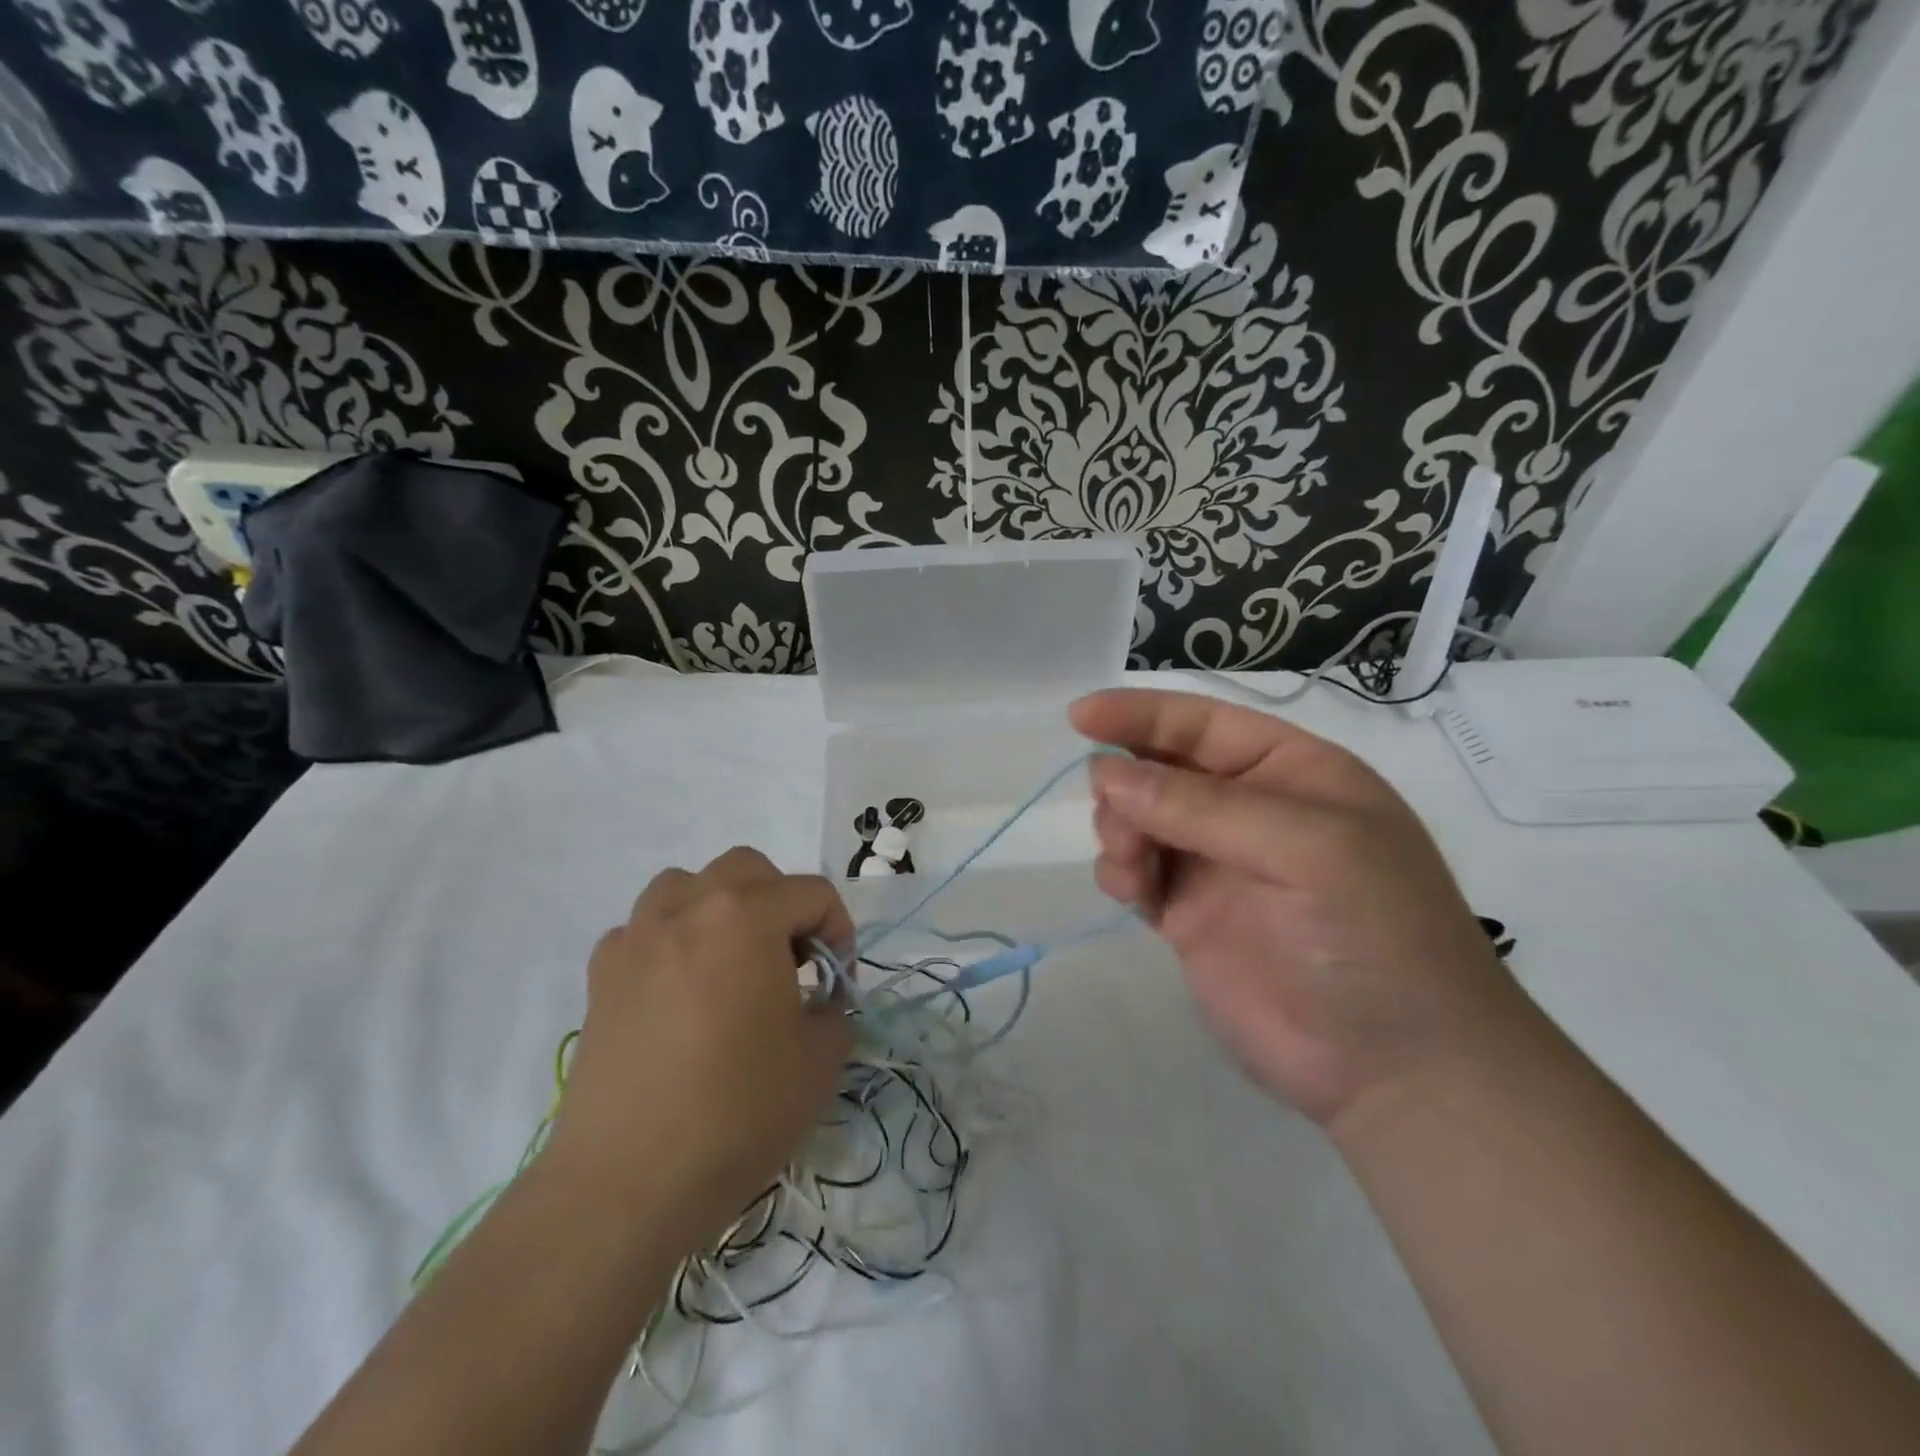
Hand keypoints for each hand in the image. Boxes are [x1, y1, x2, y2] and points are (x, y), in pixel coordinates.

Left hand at [544, 848, 853, 1253]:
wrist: (626, 1183)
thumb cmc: (737, 1112)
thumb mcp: (820, 1061)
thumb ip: (833, 1012)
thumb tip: (817, 1004)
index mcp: (745, 916)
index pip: (812, 892)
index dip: (839, 932)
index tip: (836, 984)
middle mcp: (687, 908)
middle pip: (748, 869)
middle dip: (782, 904)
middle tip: (790, 963)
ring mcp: (635, 937)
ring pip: (687, 885)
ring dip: (721, 909)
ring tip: (732, 963)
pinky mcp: (601, 975)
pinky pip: (645, 929)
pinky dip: (672, 942)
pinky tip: (680, 993)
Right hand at [1073, 689, 1520, 1129]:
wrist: (1396, 1071)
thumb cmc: (1373, 937)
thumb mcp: (1308, 850)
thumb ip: (1202, 807)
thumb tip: (1105, 772)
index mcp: (1290, 772)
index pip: (1202, 724)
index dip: (1140, 714)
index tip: (1080, 716)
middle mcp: (1249, 811)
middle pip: (1160, 769)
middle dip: (1127, 784)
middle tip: (1123, 826)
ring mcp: (1217, 865)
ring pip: (1138, 819)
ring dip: (1120, 831)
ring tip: (1133, 871)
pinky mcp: (1189, 916)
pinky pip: (1135, 872)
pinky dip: (1120, 872)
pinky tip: (1132, 894)